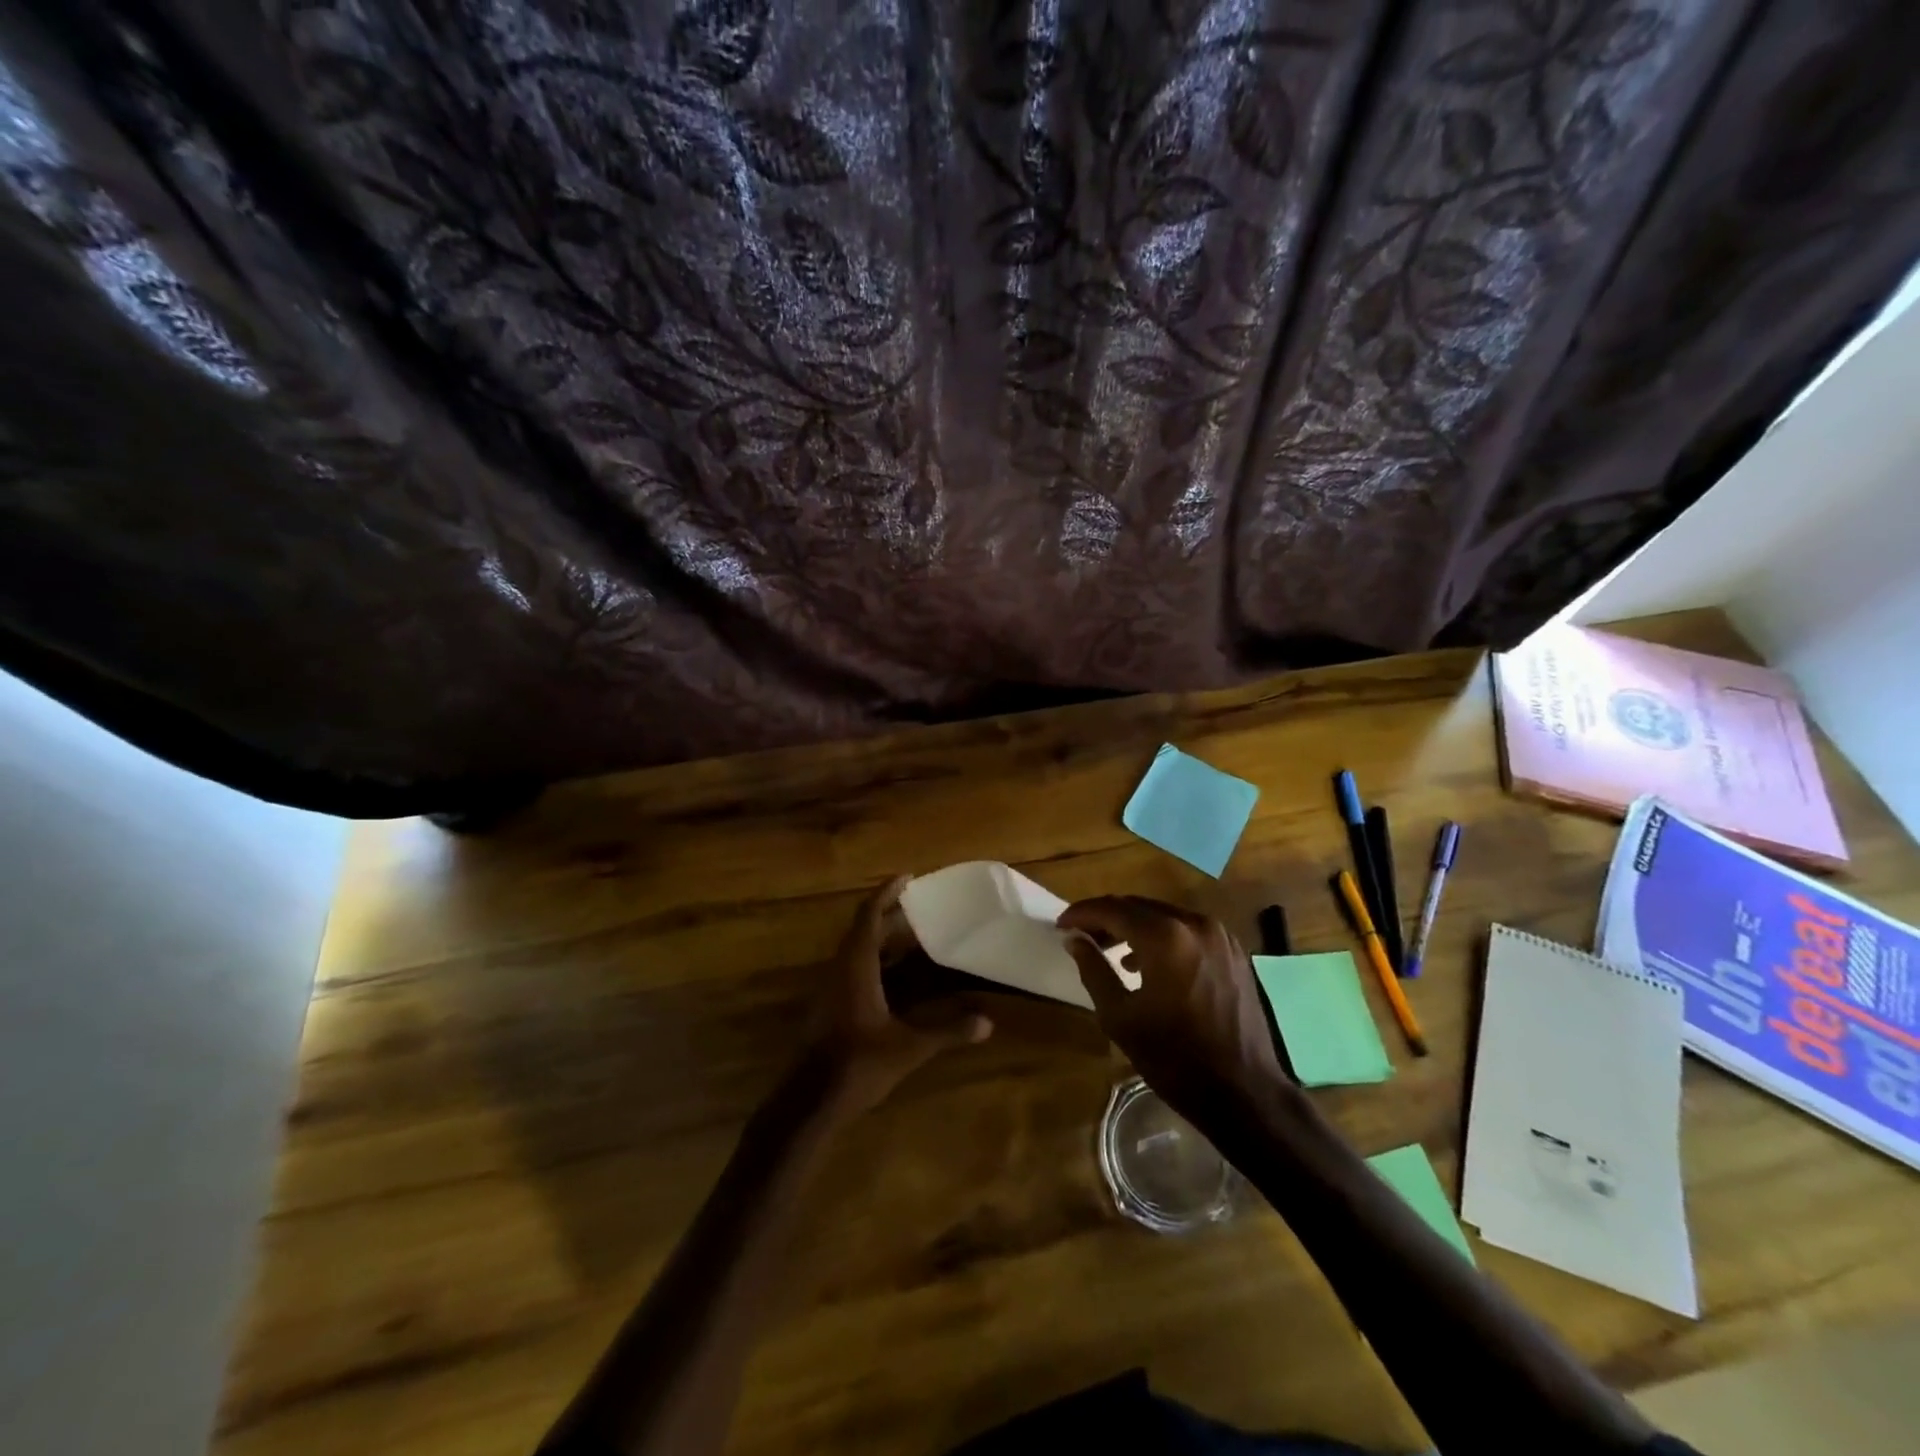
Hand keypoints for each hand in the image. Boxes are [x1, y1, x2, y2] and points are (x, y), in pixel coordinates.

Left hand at [806, 875, 992, 1115]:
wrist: (808, 1102)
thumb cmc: (857, 1066)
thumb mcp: (908, 1049)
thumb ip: (947, 1032)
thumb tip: (987, 1022)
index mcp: (855, 967)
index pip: (869, 916)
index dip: (886, 893)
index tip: (908, 877)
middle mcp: (840, 970)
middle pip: (863, 930)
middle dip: (890, 915)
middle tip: (921, 909)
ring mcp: (831, 989)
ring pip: (857, 950)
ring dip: (883, 939)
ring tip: (915, 938)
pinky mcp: (830, 1006)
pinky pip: (854, 969)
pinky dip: (876, 961)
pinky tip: (898, 978)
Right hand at [1058, 896, 1286, 1118]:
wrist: (1245, 1092)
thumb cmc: (1175, 1058)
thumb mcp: (1120, 1017)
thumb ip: (1093, 970)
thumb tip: (1075, 939)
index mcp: (1165, 937)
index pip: (1113, 909)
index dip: (1082, 913)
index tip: (1061, 925)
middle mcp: (1194, 924)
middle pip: (1139, 906)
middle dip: (1107, 917)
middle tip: (1082, 935)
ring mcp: (1219, 936)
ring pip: (1164, 916)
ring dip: (1134, 926)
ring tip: (1111, 950)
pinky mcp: (1233, 951)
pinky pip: (1187, 930)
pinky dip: (1162, 936)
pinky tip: (1148, 962)